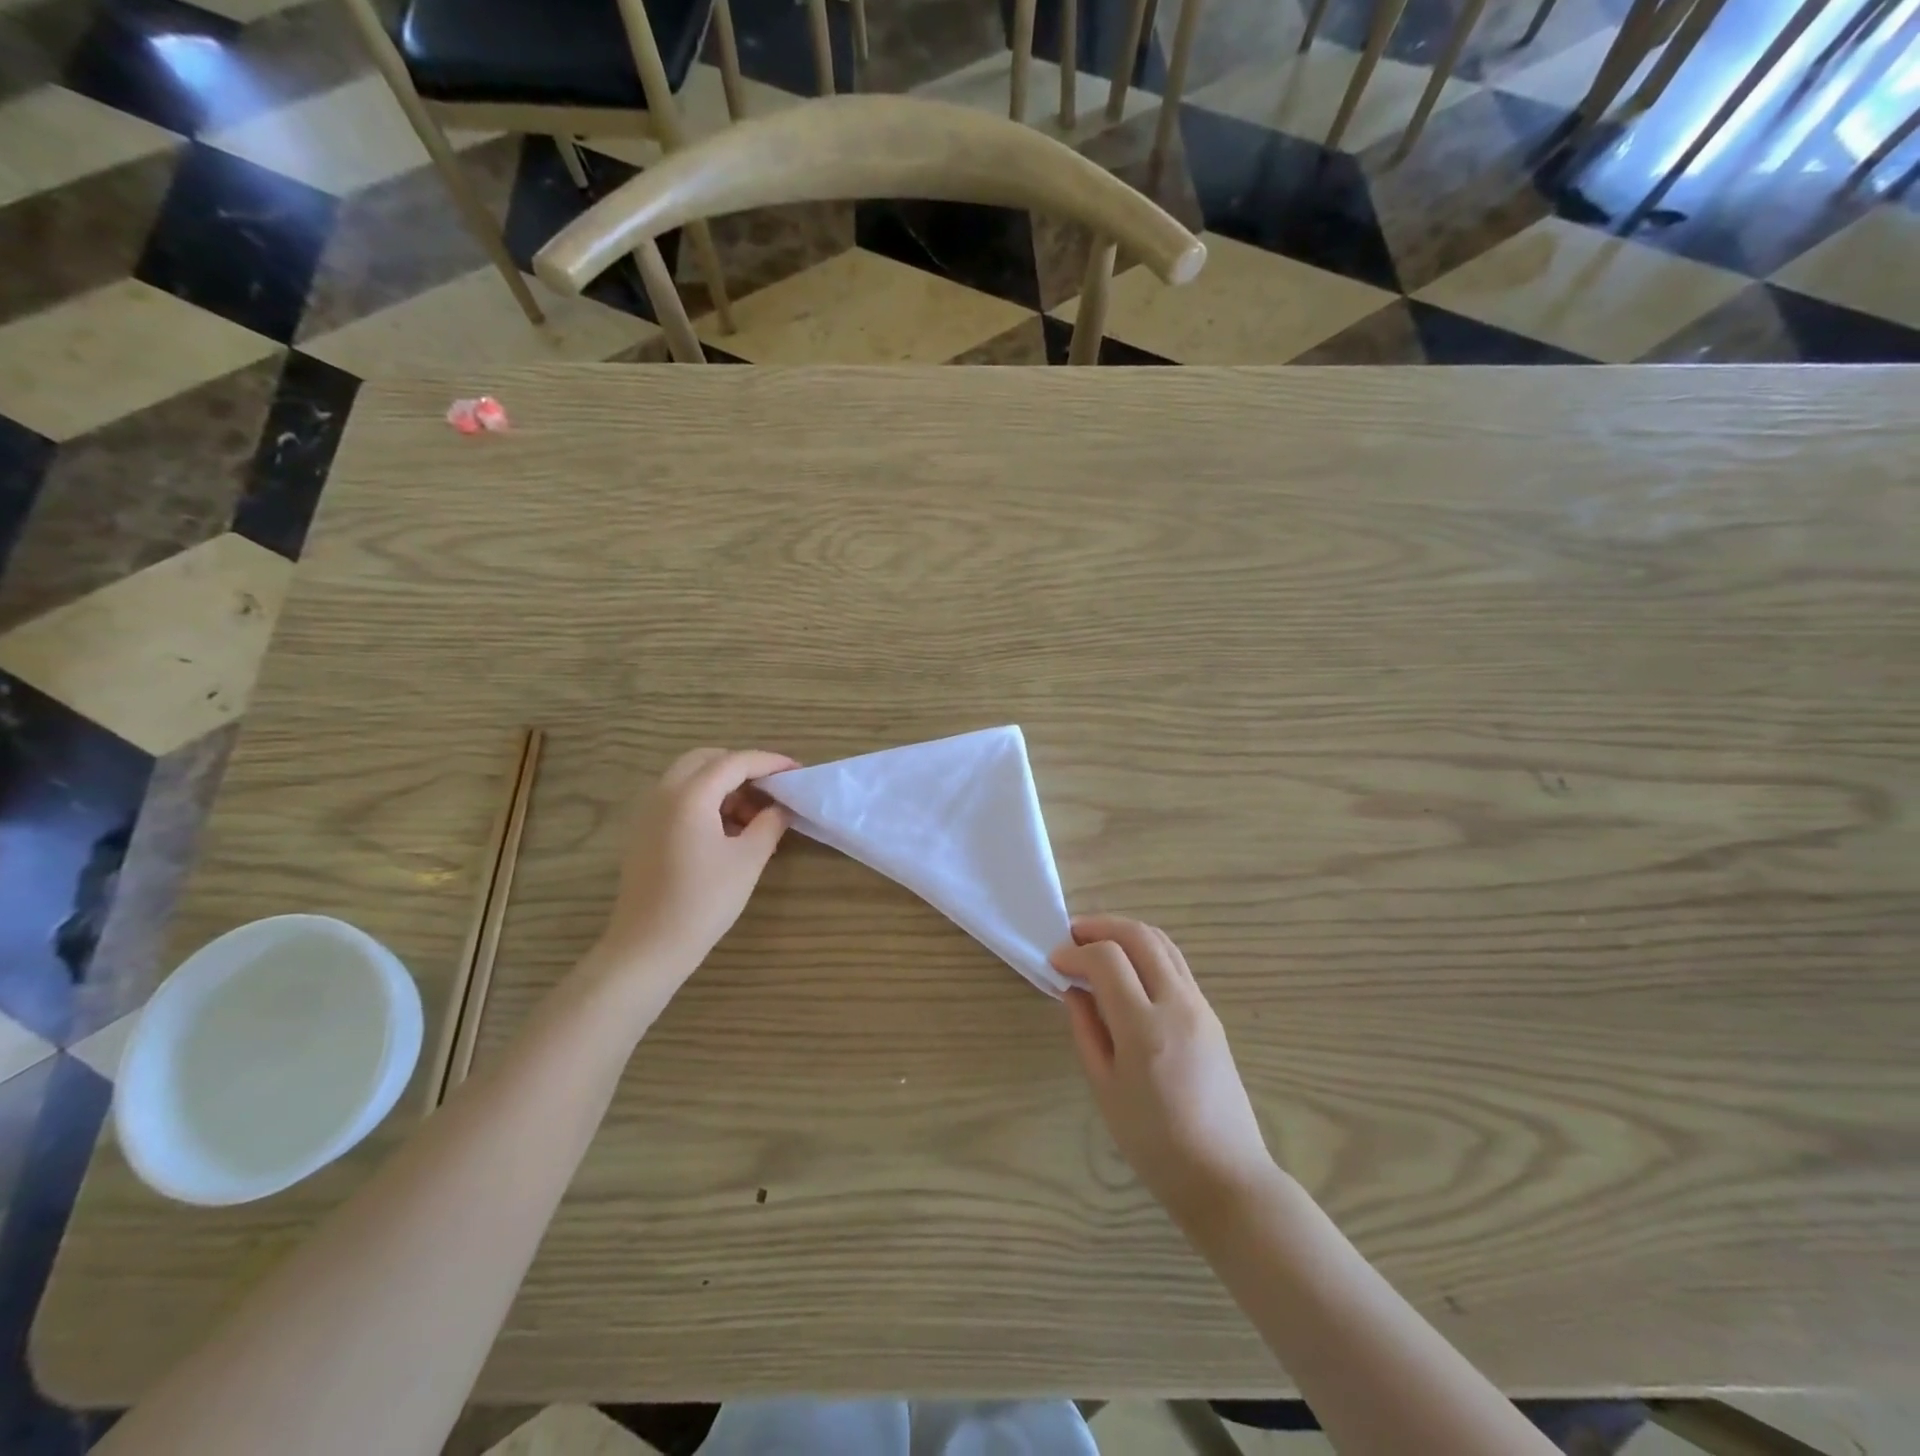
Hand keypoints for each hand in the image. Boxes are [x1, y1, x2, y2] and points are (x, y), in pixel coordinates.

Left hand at [594, 747, 796, 995]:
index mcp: (690, 795)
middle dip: (742, 767)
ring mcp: (648, 812)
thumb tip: (781, 807)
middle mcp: (663, 793)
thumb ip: (770, 824)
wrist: (648, 947)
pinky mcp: (644, 831)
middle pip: (706, 760)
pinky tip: (727, 830)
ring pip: (689, 778)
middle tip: (772, 788)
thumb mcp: (748, 860)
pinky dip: (705, 800)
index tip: (797, 771)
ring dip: (723, 784)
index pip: (735, 762)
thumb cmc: (703, 901)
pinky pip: (678, 798)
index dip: (769, 762)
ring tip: (754, 815)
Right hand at [1053, 916, 1275, 1231]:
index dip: (1075, 952)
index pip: (1107, 959)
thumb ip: (1086, 1031)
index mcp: (1145, 1029)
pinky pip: (1175, 964)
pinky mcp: (1211, 1013)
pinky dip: (1146, 951)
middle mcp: (1177, 1005)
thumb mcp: (1105, 1089)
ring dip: (1126, 933)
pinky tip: (1126, 970)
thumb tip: (1074, 989)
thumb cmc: (1154, 1143)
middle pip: (1139, 936)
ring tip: (1096, 944)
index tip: (1054, 962)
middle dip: (1101, 926)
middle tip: (1072, 936)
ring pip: (1162, 942)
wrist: (1224, 1175)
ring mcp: (1200, 1006)